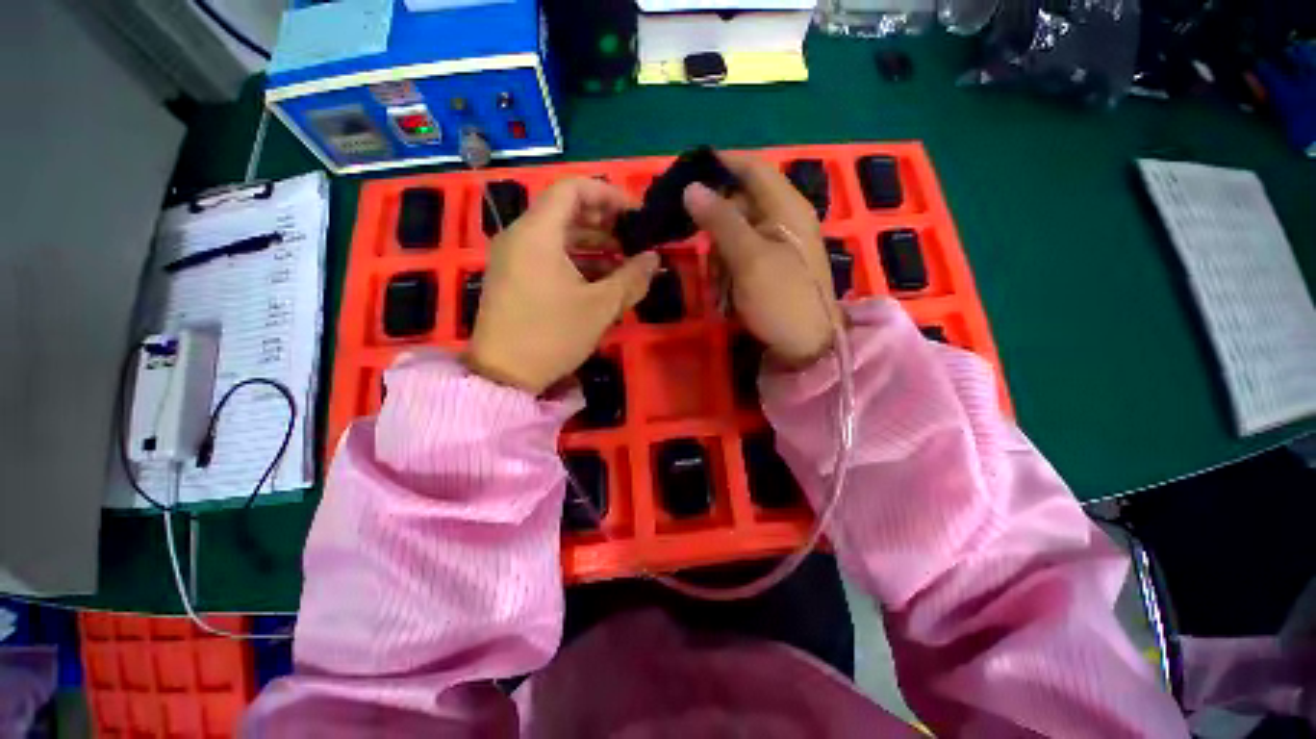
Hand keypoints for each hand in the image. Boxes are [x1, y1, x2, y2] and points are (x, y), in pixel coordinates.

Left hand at [466, 178, 659, 393]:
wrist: (503, 375)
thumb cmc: (552, 335)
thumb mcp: (600, 307)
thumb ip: (631, 278)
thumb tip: (654, 258)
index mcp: (538, 233)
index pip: (573, 188)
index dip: (608, 194)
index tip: (635, 215)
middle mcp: (520, 236)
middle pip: (565, 210)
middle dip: (604, 221)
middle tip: (633, 239)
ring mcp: (513, 257)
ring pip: (558, 234)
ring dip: (593, 243)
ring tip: (623, 261)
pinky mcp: (513, 276)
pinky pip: (548, 254)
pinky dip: (576, 259)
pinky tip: (599, 278)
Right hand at [683, 153, 841, 366]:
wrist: (807, 348)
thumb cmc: (782, 300)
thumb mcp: (749, 259)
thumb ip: (721, 220)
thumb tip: (691, 187)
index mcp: (787, 207)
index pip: (751, 167)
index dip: (720, 165)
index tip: (685, 176)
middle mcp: (784, 219)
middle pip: (738, 203)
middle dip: (715, 227)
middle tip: (701, 250)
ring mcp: (777, 244)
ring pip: (734, 234)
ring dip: (719, 256)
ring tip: (720, 285)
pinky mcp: (769, 266)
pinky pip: (739, 257)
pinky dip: (728, 272)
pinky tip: (727, 293)